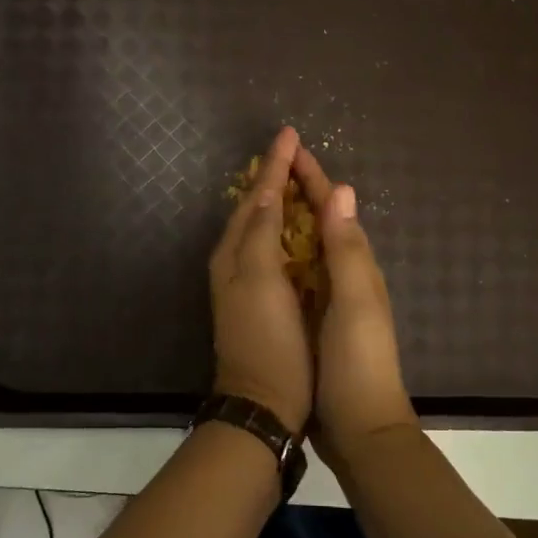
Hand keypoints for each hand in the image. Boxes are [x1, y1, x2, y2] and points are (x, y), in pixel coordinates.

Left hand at [208, 126, 313, 433]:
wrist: (263, 403)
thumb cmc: (267, 339)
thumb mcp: (260, 280)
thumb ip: (261, 233)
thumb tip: (266, 191)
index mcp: (235, 252)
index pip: (256, 197)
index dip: (273, 165)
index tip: (289, 134)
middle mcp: (237, 261)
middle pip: (255, 208)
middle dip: (274, 178)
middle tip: (295, 151)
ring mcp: (249, 281)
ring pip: (264, 227)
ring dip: (279, 200)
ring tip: (298, 177)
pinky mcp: (265, 298)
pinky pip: (274, 249)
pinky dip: (287, 229)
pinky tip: (302, 227)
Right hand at [290, 145, 417, 462]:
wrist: (360, 427)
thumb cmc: (358, 362)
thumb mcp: (355, 302)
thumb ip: (348, 249)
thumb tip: (342, 189)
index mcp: (357, 265)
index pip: (333, 208)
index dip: (312, 177)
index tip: (290, 147)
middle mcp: (346, 274)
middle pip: (322, 221)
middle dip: (300, 190)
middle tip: (271, 165)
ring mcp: (331, 298)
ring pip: (309, 245)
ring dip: (291, 218)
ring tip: (264, 198)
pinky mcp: (316, 319)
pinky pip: (299, 273)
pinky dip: (284, 254)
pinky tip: (267, 255)